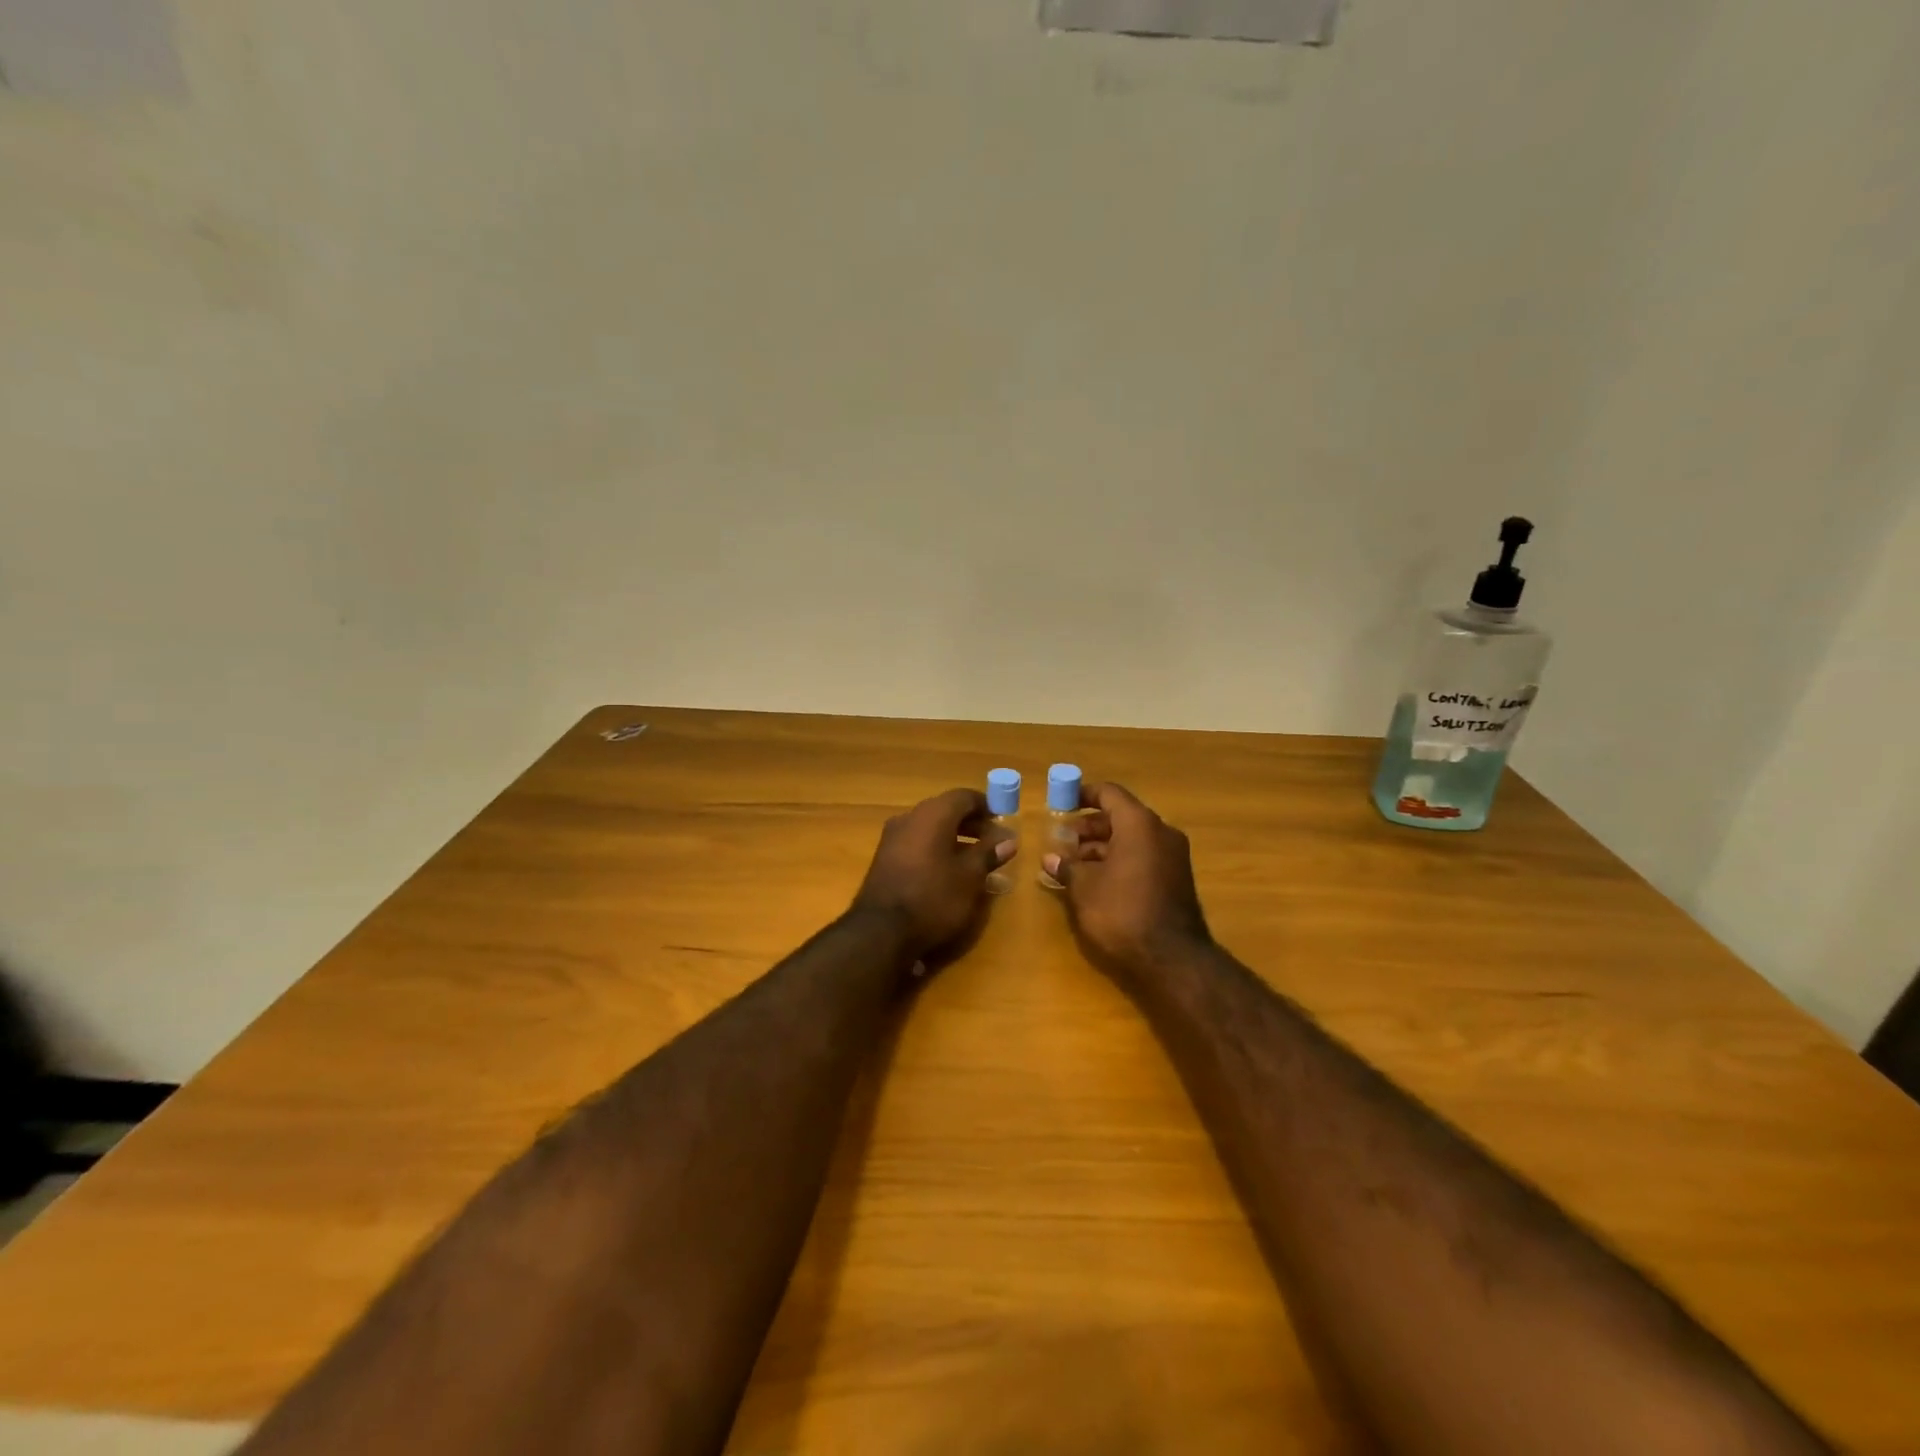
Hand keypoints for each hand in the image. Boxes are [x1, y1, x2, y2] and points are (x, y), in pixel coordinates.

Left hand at [851, 788, 1016, 963]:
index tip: (1003, 821)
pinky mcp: (884, 858)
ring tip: (975, 859)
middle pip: (946, 810)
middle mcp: (910, 817)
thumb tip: (1008, 839)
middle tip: (993, 842)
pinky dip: (936, 848)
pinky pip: (917, 842)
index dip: (986, 806)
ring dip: (954, 837)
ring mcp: (892, 837)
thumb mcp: (969, 878)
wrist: (880, 932)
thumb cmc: (933, 898)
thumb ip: (988, 854)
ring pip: (930, 827)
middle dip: (971, 823)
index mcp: (932, 814)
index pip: (964, 796)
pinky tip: (948, 871)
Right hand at [1042, 782, 1211, 980]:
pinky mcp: (1176, 879)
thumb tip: (1050, 858)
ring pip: (1132, 839)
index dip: (1084, 795)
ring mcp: (1173, 857)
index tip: (1062, 803)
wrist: (1172, 959)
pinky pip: (1143, 857)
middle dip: (1089, 827)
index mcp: (1139, 824)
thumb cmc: (1122, 912)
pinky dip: (1120, 860)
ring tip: (1073, 864)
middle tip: (1062, 840)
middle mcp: (1161, 833)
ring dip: (1102, 847)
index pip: (1110, 794)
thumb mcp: (1084, 889)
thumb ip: (1067, 867)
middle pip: (1121, 817)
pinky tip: (1096, 881)